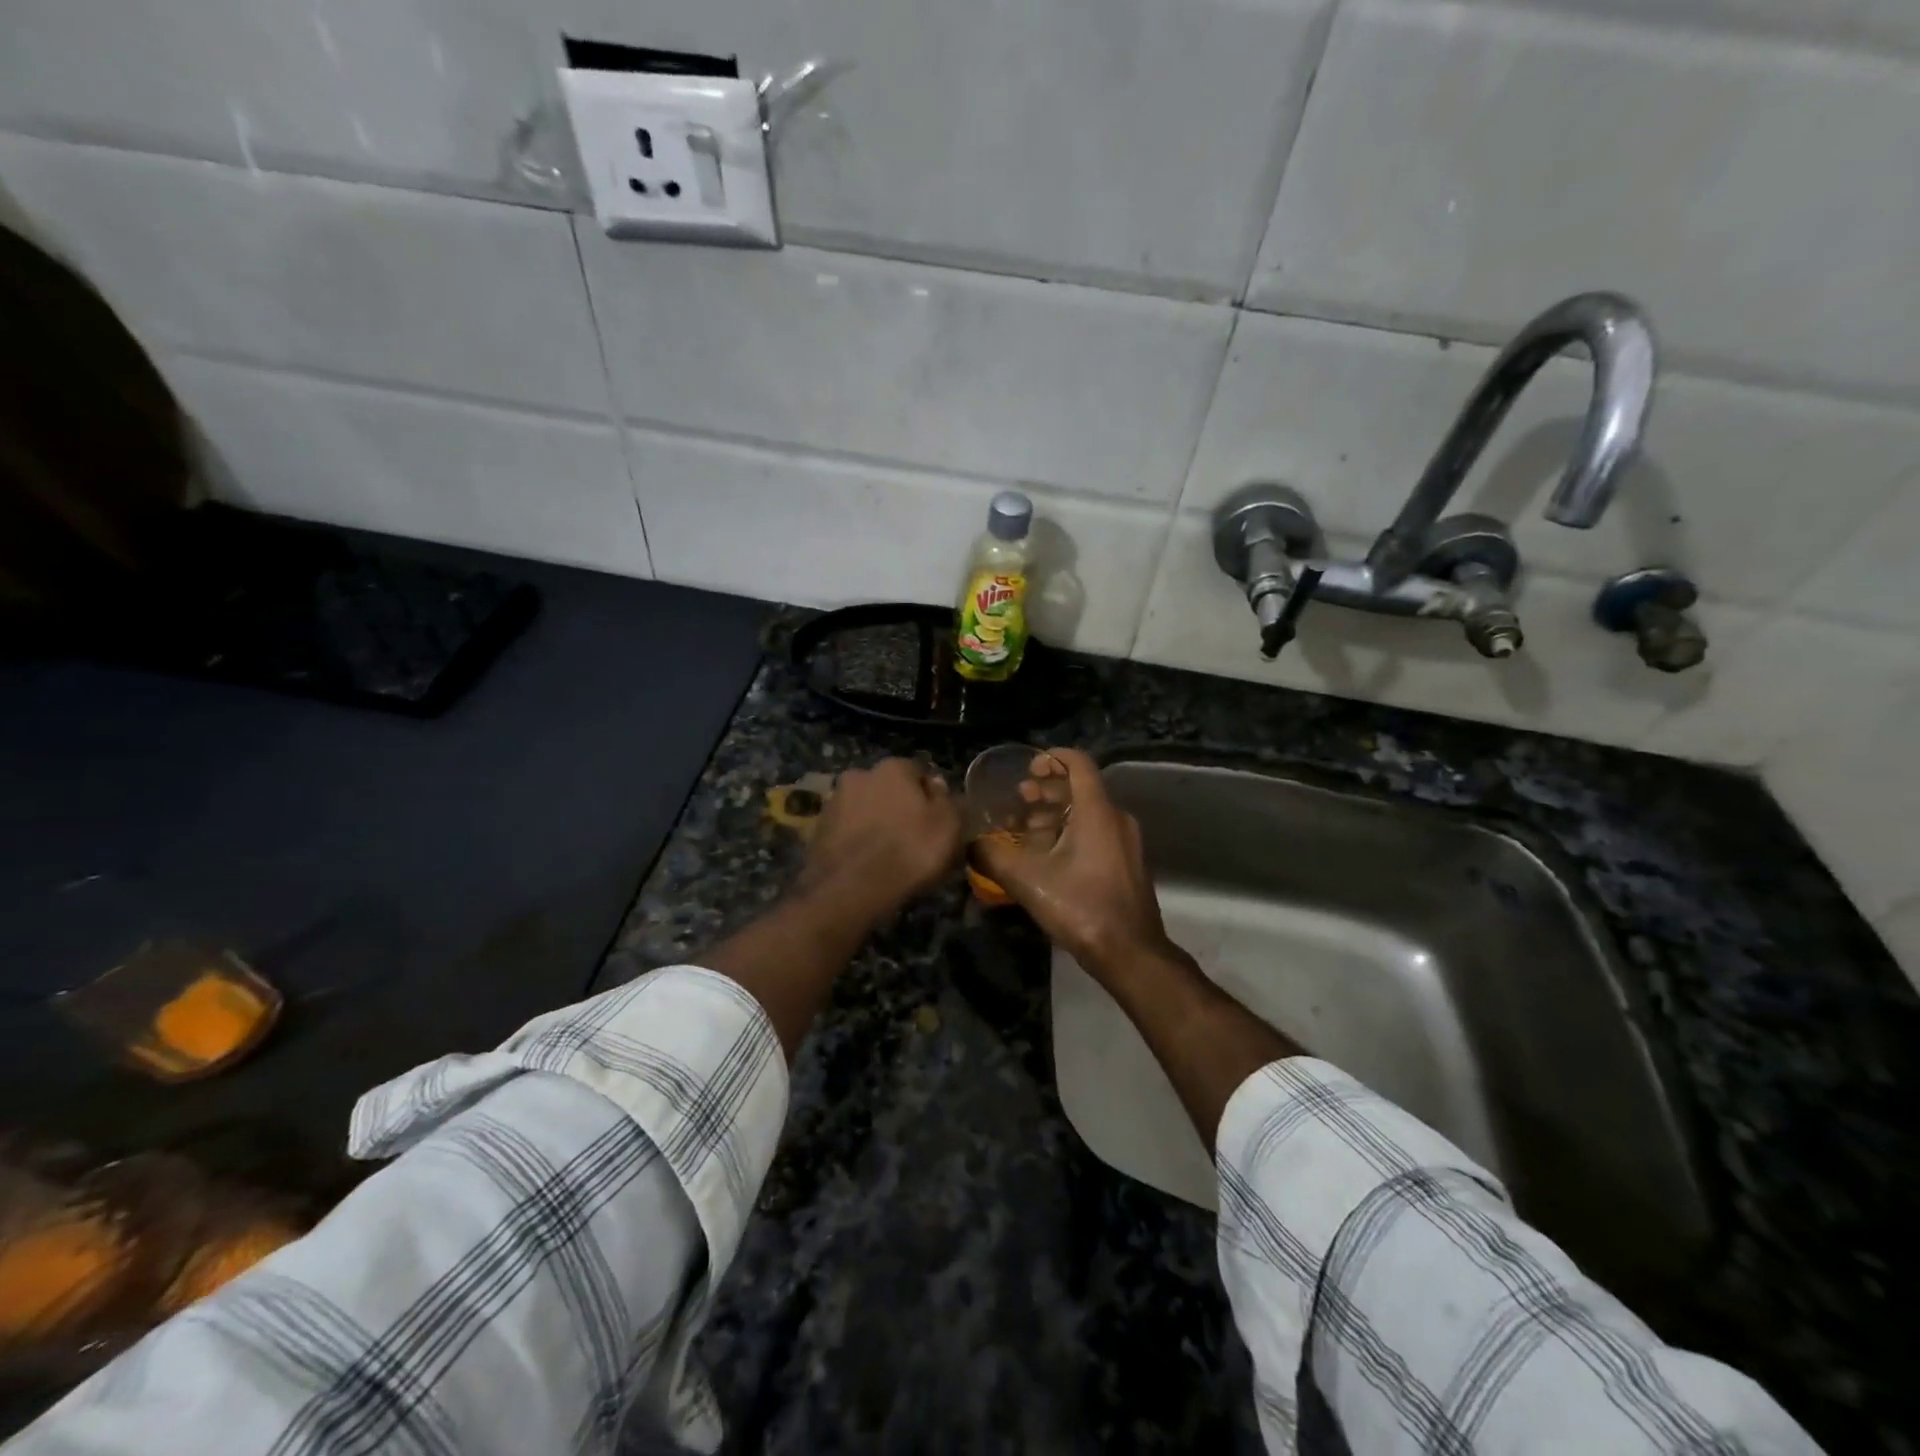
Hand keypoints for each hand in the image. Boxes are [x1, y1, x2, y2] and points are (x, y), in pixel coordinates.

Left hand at [801, 757, 963, 917]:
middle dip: (900, 807)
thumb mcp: (949, 826)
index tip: (939, 822)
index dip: (932, 797)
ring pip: (865, 809)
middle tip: (914, 838)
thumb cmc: (909, 851)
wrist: (850, 890)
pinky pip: (847, 831)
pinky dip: (857, 841)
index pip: (919, 772)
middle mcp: (859, 775)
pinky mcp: (817, 830)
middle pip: (888, 789)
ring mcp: (834, 802)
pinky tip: (867, 864)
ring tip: (889, 855)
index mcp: (893, 767)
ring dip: (876, 823)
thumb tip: (940, 788)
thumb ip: (950, 801)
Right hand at [972, 749, 1171, 979]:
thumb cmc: (1081, 907)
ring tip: (1026, 829)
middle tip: (1018, 800)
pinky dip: (1070, 833)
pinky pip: (1097, 833)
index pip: (1079, 763)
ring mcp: (1126, 842)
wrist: (1130, 953)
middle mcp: (1116, 819)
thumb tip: (969, 844)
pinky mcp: (1126, 863)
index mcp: (1097, 812)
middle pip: (1081, 789)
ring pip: (1088, 813)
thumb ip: (992, 857)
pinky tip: (1047, 856)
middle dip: (1047, 790)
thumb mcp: (1027, 881)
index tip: (1028, 768)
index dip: (1052, 758)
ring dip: (1056, 814)